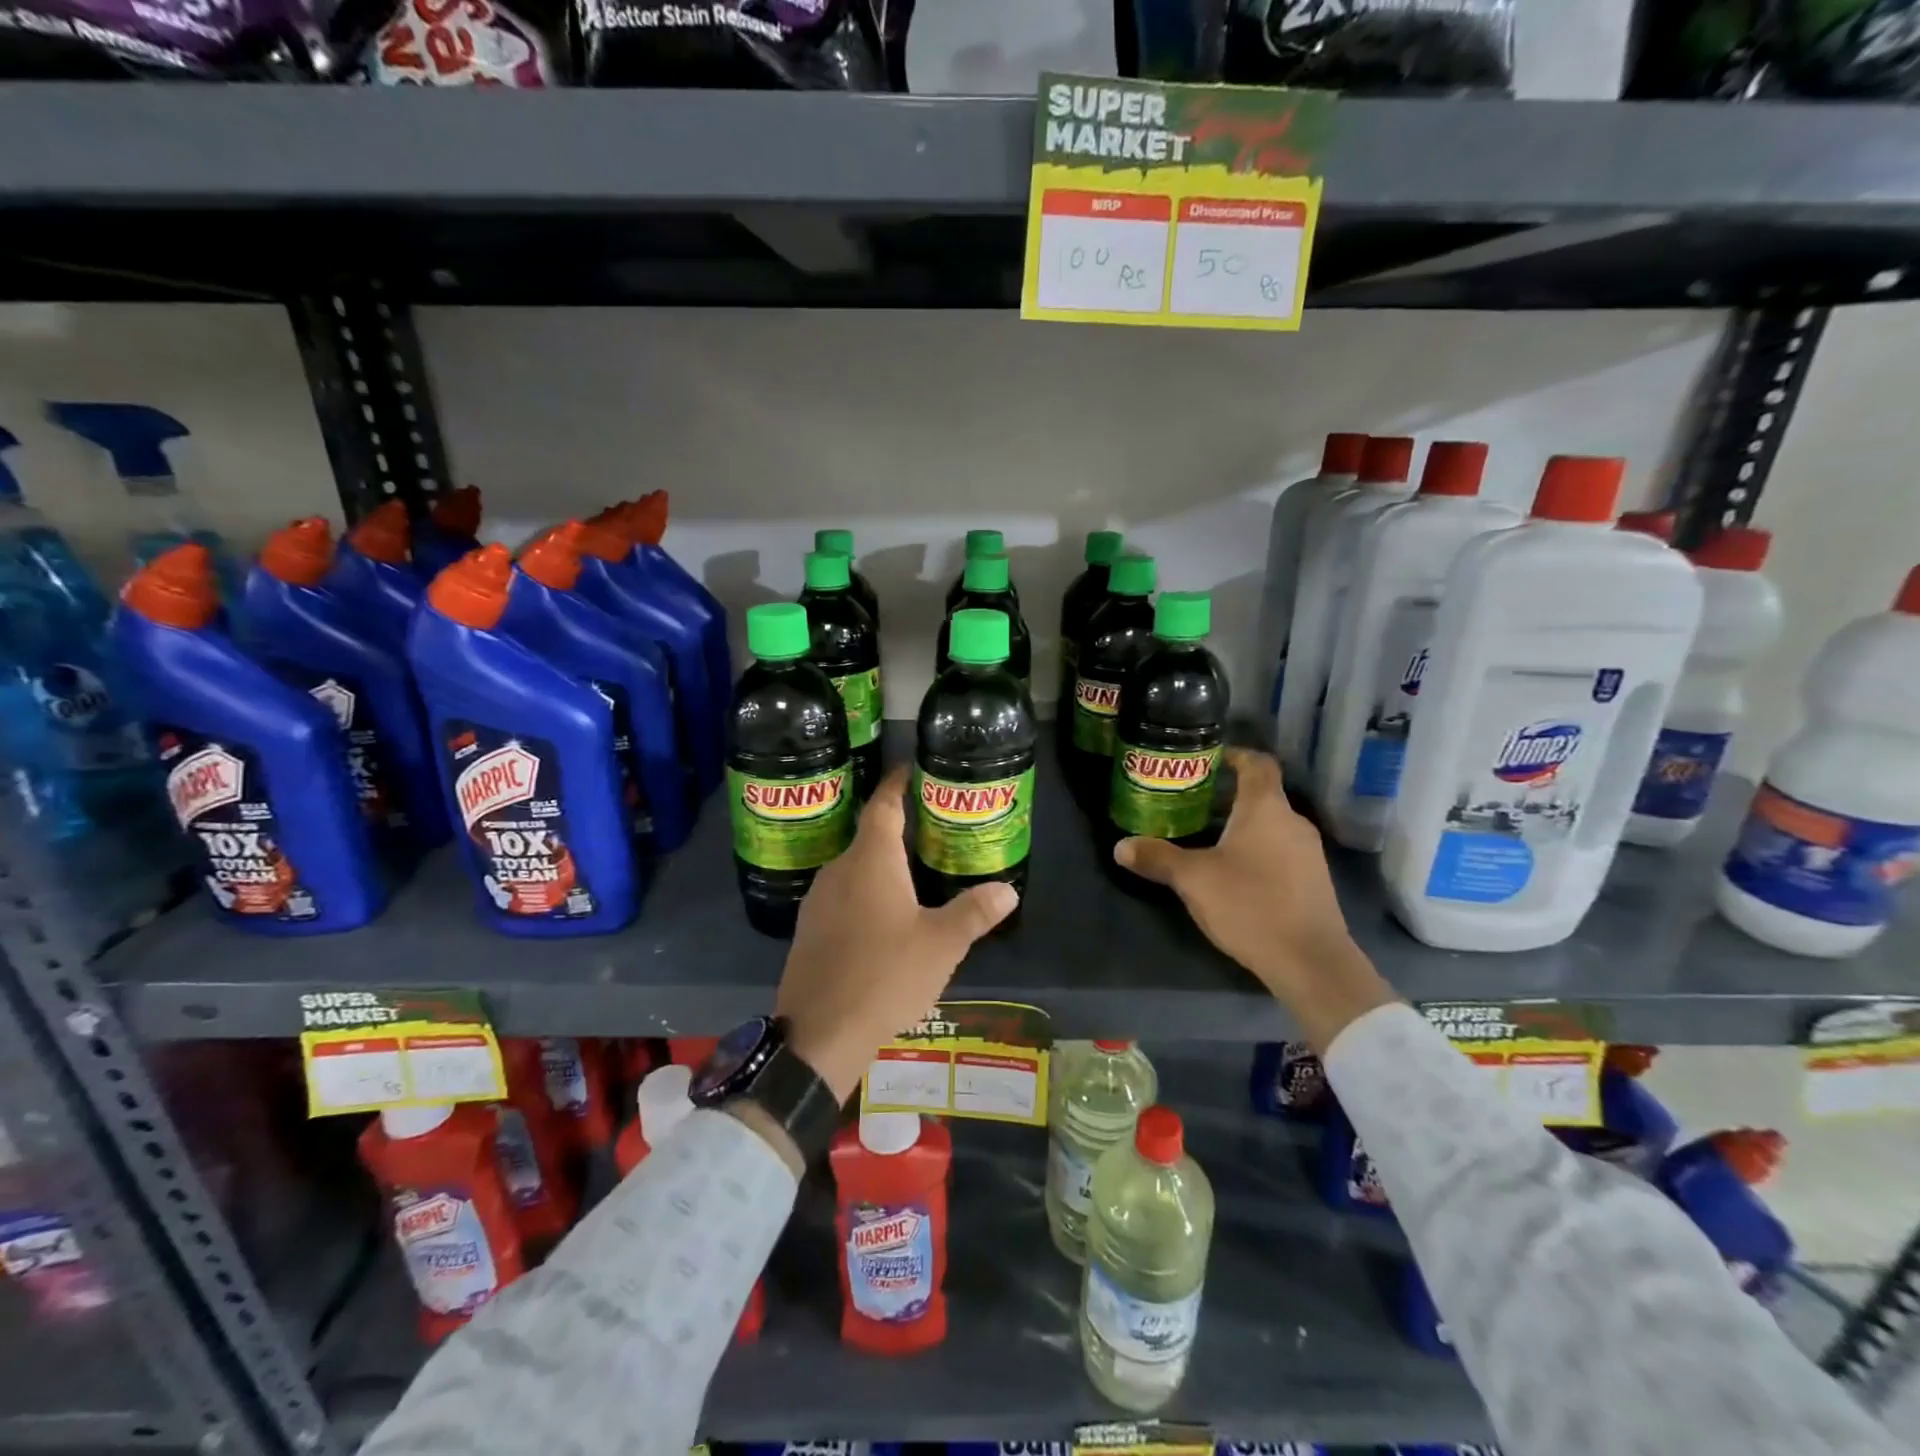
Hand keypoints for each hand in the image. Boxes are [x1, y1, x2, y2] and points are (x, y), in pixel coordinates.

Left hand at [776, 766, 1017, 1102]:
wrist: (819, 1033)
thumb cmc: (885, 975)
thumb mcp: (941, 944)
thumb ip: (975, 912)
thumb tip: (1008, 890)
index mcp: (870, 860)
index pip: (884, 805)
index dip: (897, 783)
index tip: (911, 768)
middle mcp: (839, 869)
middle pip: (868, 834)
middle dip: (897, 826)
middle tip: (931, 826)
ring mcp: (818, 899)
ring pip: (855, 867)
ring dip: (881, 862)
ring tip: (913, 869)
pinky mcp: (810, 928)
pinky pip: (843, 894)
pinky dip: (865, 890)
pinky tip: (884, 914)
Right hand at [1114, 748, 1395, 1049]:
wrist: (1310, 961)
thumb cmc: (1250, 904)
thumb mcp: (1193, 880)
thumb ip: (1157, 858)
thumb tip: (1121, 846)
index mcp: (1266, 808)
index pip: (1257, 763)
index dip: (1235, 755)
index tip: (1208, 758)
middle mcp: (1292, 822)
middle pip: (1263, 794)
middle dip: (1229, 794)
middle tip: (1193, 800)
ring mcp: (1308, 852)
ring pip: (1271, 824)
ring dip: (1242, 824)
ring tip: (1208, 835)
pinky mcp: (1313, 880)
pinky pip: (1281, 849)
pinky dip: (1257, 848)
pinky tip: (1235, 870)